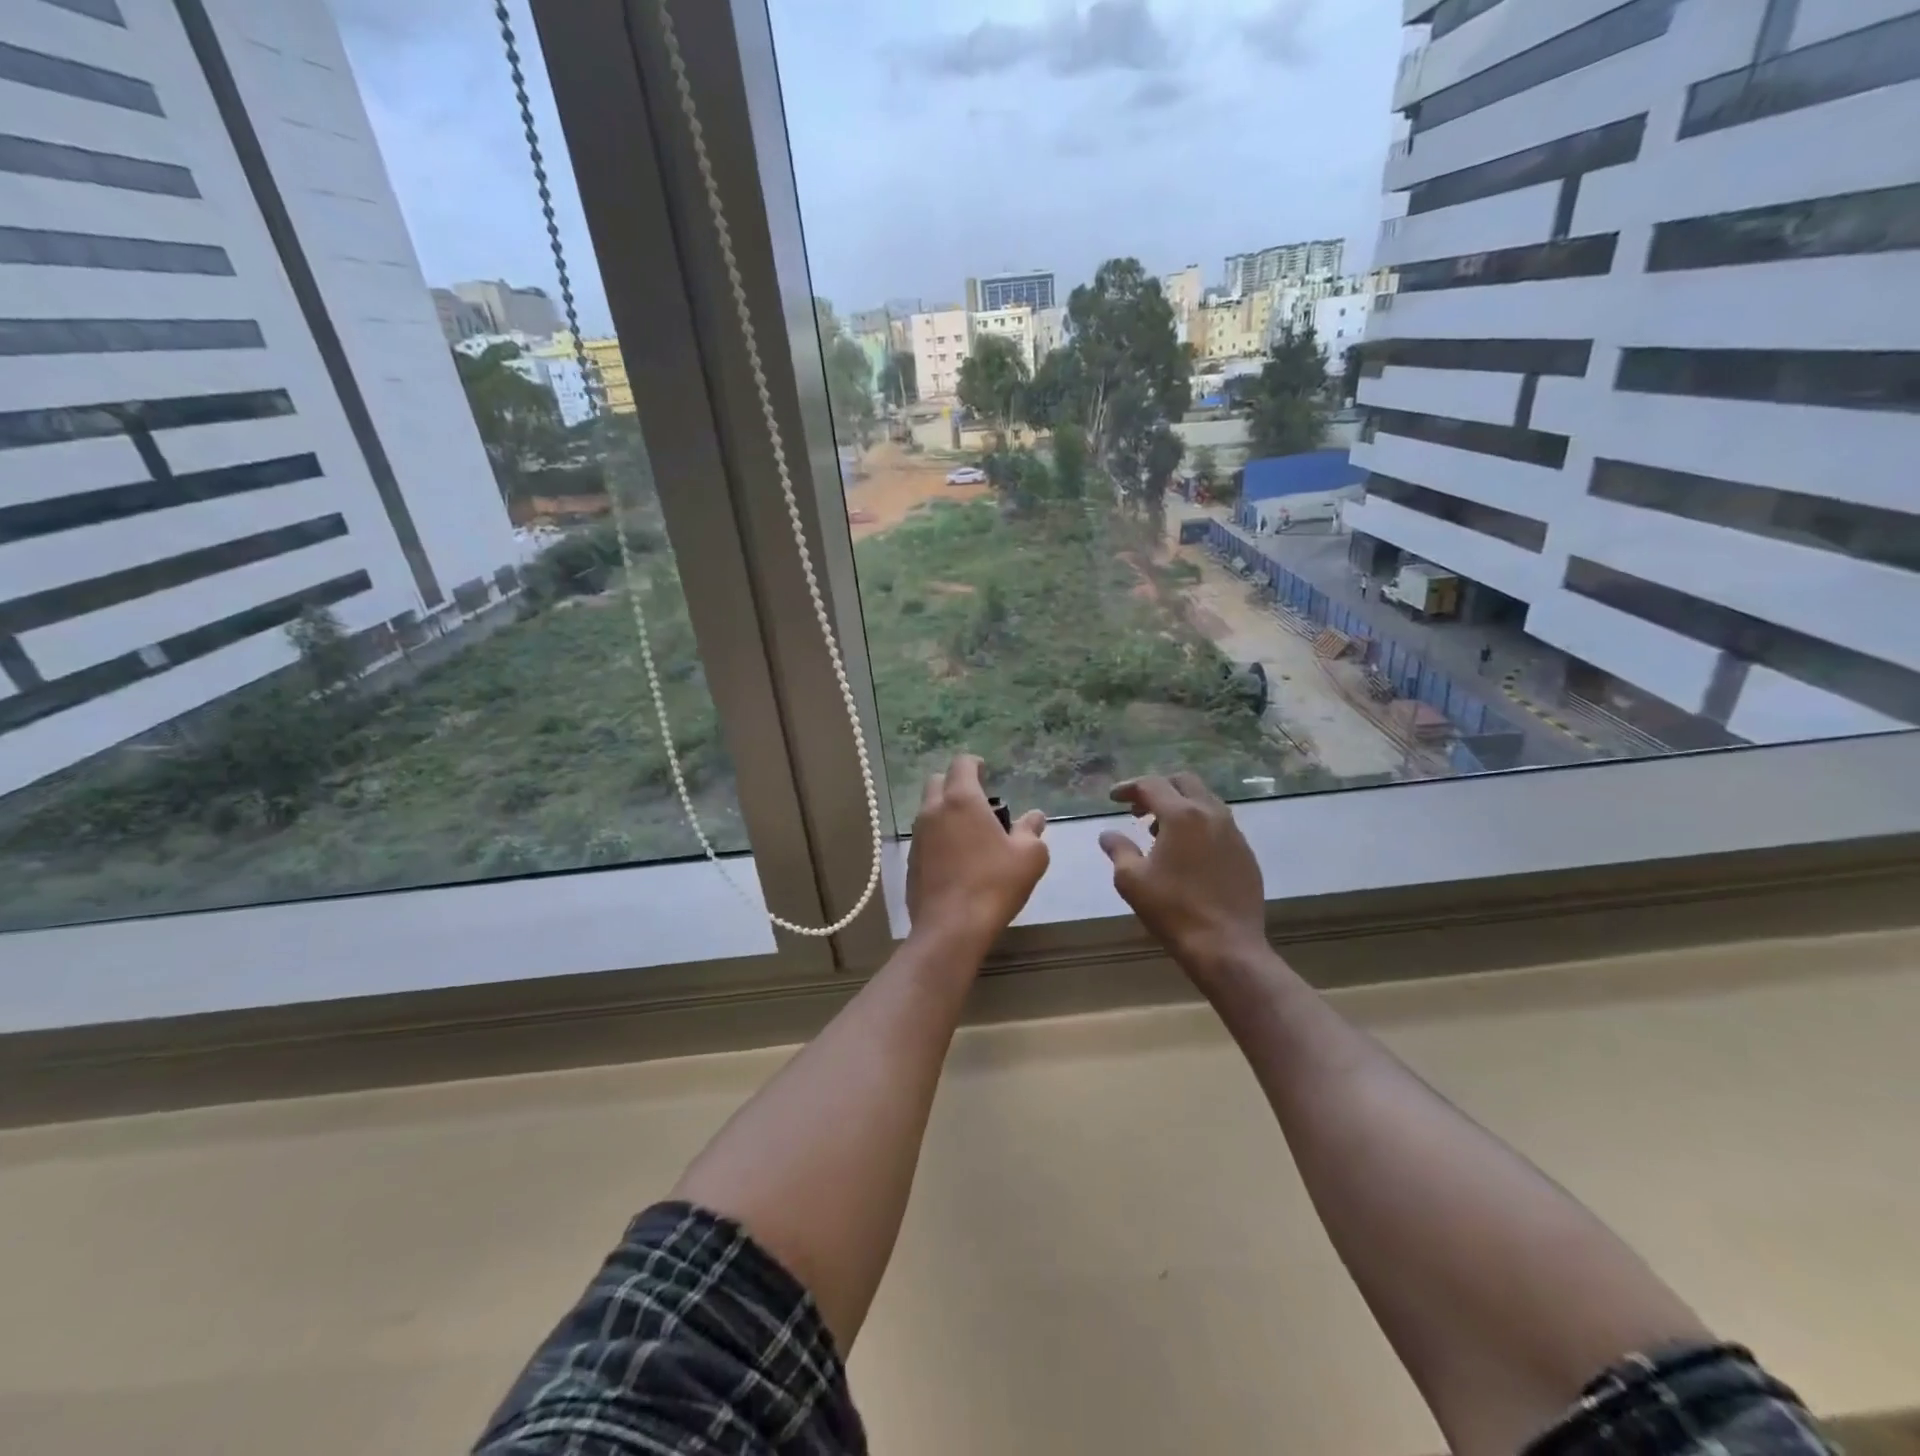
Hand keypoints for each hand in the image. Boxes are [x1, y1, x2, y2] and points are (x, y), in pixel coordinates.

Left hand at [907, 756, 1048, 951]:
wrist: (950, 928)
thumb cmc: (994, 884)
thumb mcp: (1029, 857)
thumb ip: (1031, 831)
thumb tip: (1034, 817)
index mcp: (961, 800)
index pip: (962, 764)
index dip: (974, 764)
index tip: (985, 771)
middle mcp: (933, 811)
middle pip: (938, 782)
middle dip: (955, 784)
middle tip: (977, 801)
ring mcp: (917, 837)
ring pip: (928, 810)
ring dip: (945, 812)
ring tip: (969, 833)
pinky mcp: (910, 862)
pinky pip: (924, 838)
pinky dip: (938, 838)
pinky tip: (955, 860)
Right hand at [1099, 773, 1266, 984]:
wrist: (1226, 945)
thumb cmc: (1173, 909)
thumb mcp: (1131, 880)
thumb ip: (1118, 850)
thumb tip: (1108, 834)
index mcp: (1182, 815)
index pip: (1152, 785)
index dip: (1128, 787)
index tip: (1113, 798)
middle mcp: (1211, 814)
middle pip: (1184, 782)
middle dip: (1158, 789)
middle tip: (1138, 809)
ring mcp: (1234, 833)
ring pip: (1205, 802)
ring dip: (1180, 806)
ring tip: (1159, 832)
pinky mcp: (1246, 853)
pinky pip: (1219, 825)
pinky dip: (1198, 825)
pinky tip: (1187, 853)